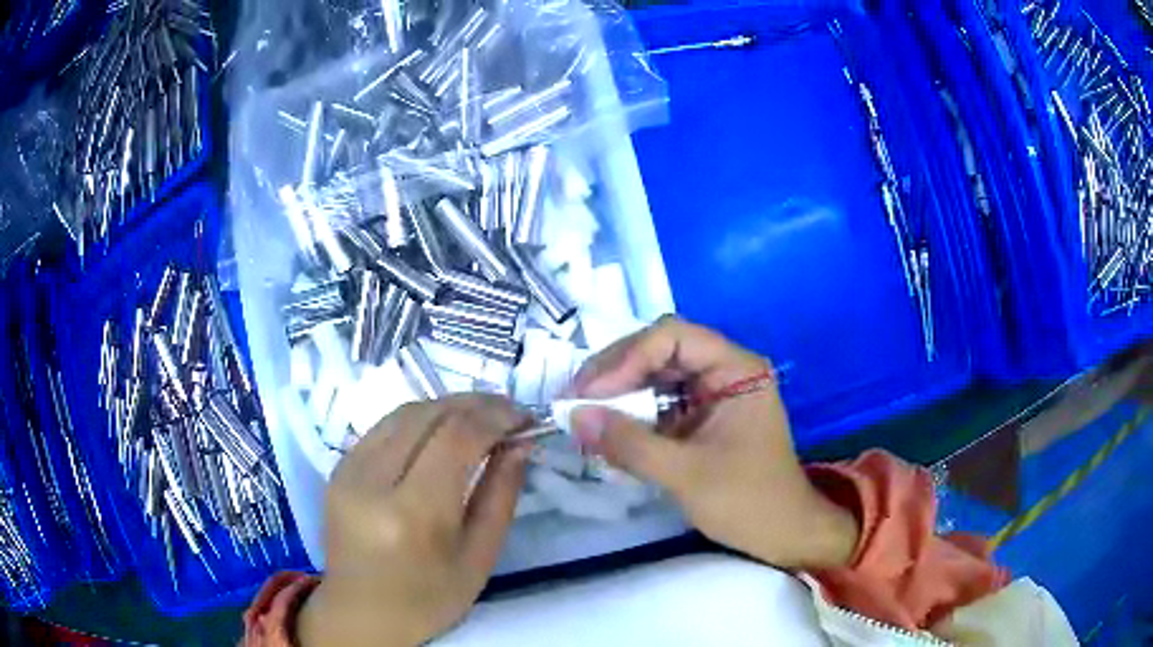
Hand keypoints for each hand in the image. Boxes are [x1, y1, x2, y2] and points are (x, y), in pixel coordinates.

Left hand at [298, 395, 530, 646]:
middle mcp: (373, 482)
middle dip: (475, 403)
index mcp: (413, 514)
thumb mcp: (479, 558)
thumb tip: (518, 444)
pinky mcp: (338, 468)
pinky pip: (384, 427)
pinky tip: (440, 430)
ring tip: (480, 415)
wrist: (361, 613)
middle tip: (508, 411)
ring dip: (446, 405)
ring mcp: (348, 471)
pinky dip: (419, 419)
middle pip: (428, 414)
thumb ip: (501, 495)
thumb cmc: (428, 599)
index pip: (456, 437)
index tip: (524, 417)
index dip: (495, 416)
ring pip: (403, 412)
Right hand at [570, 316, 858, 569]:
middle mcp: (725, 370)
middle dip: (617, 373)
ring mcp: (714, 394)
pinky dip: (632, 415)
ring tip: (584, 414)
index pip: (672, 337)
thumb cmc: (747, 501)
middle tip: (576, 399)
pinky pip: (660, 403)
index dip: (627, 358)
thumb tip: (573, 416)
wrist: (783, 535)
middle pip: (660, 350)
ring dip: (620, 393)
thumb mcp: (686, 474)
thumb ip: (630, 444)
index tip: (591, 393)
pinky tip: (608, 430)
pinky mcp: (703, 418)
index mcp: (736, 369)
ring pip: (656, 376)